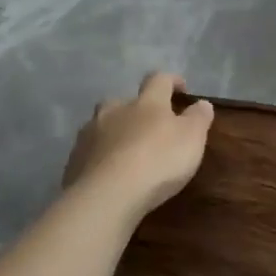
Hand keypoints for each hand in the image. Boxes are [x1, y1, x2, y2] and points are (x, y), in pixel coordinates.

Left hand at [63, 72, 214, 216]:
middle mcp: (115, 110)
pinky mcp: (74, 159)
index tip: (181, 89)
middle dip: (136, 109)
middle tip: (149, 126)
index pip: (159, 80)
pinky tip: (108, 172)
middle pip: (123, 100)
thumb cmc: (158, 161)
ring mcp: (90, 133)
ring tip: (126, 151)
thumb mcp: (192, 138)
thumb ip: (198, 118)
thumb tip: (202, 103)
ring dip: (115, 131)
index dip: (171, 81)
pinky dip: (100, 156)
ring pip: (102, 124)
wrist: (108, 195)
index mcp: (146, 103)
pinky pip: (90, 150)